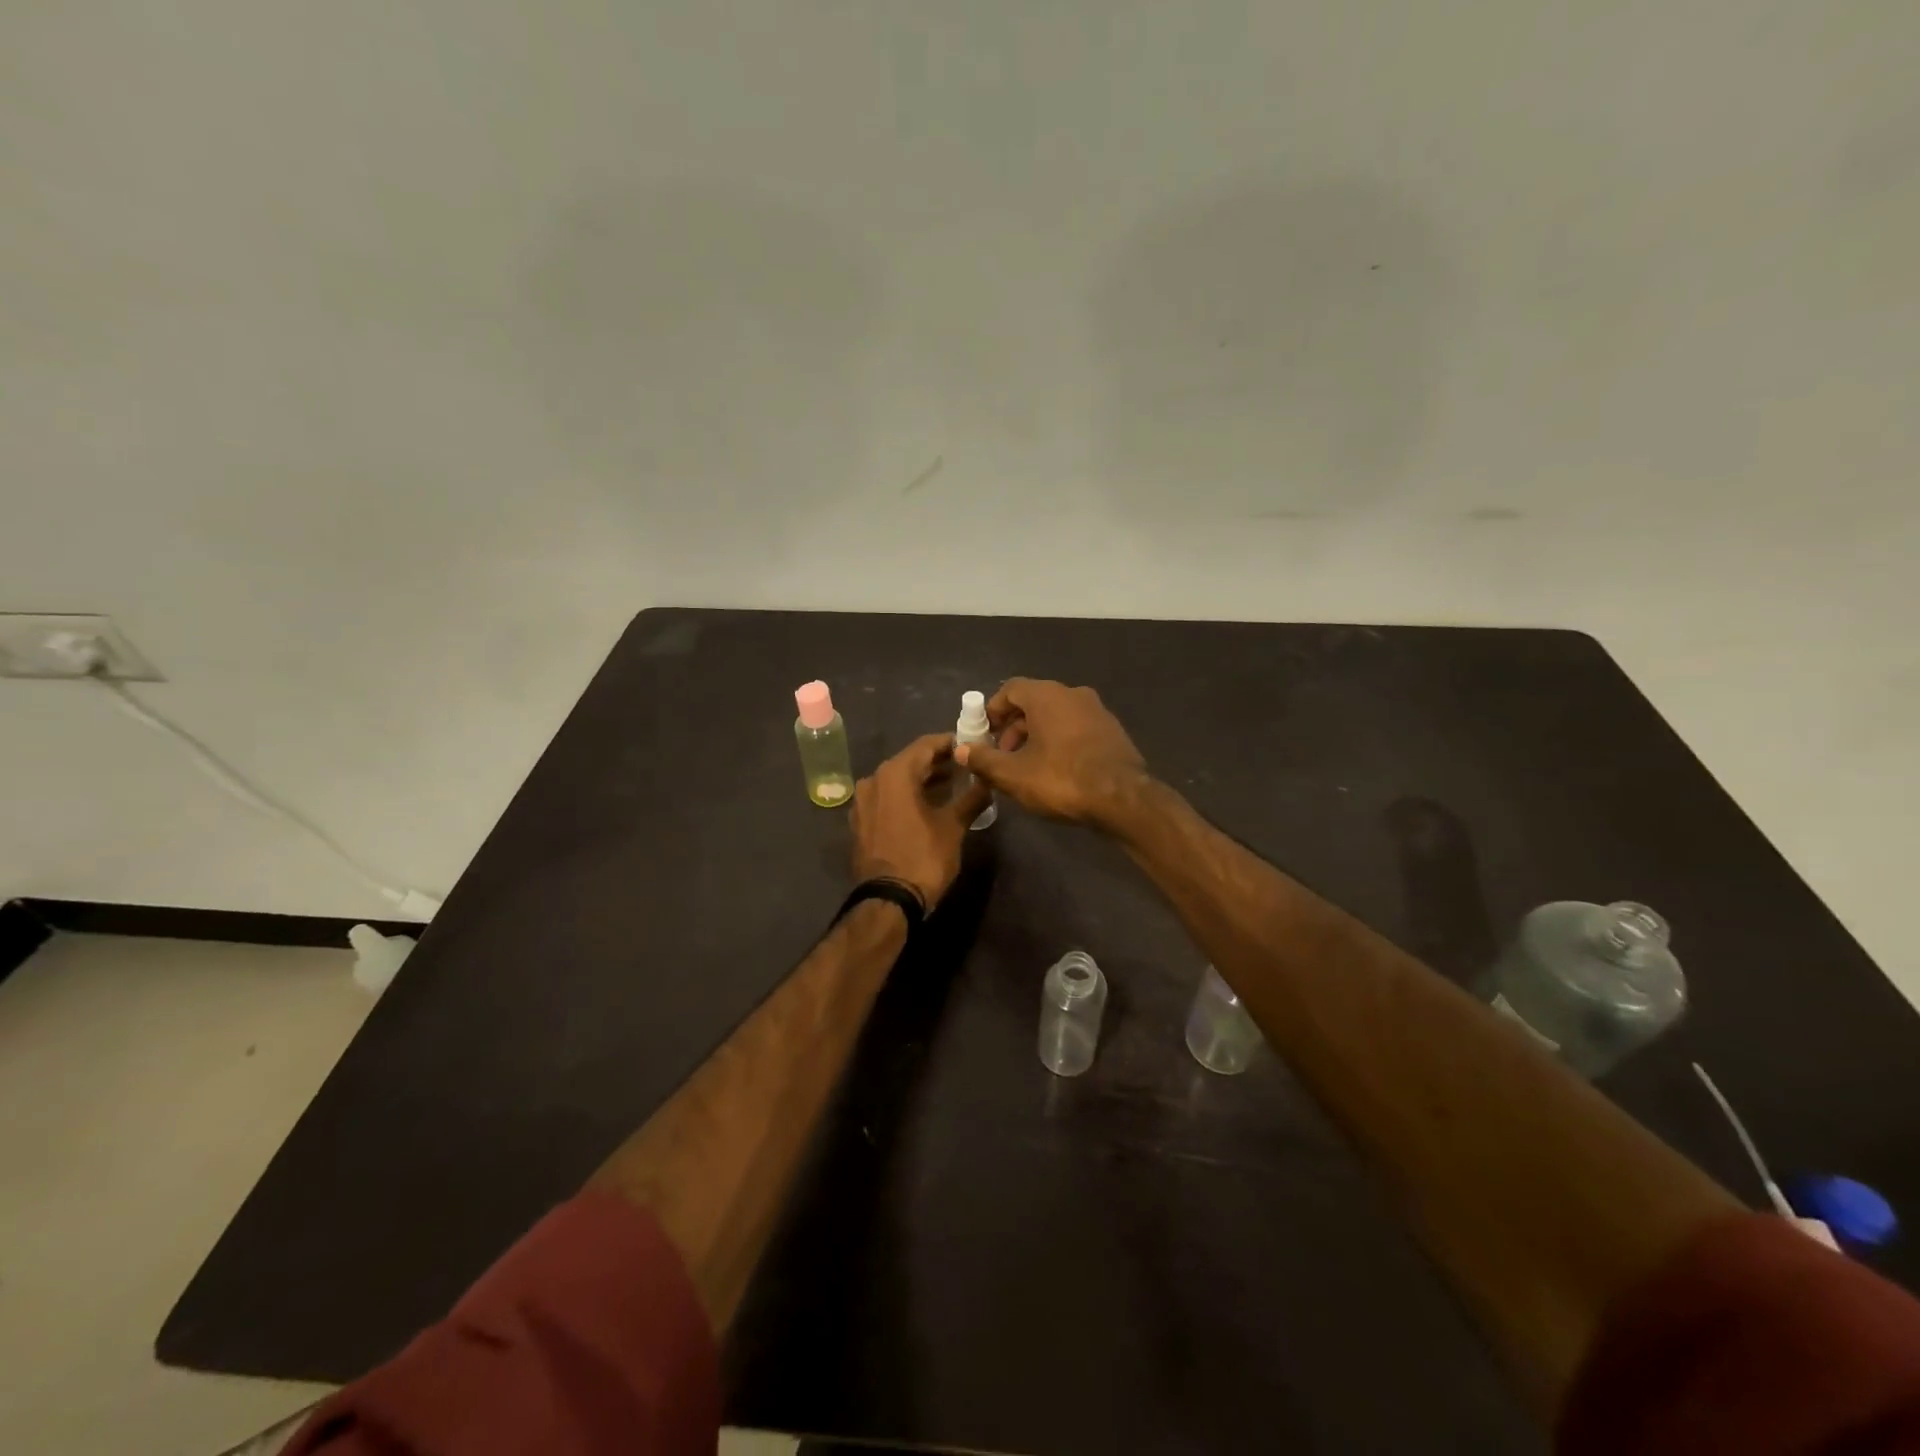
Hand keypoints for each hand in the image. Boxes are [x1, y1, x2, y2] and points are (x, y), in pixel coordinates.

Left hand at [850, 733, 991, 909]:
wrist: (888, 901)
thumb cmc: (923, 857)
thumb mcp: (953, 826)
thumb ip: (972, 798)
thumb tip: (988, 782)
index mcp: (894, 773)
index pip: (926, 745)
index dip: (951, 743)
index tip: (972, 745)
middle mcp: (873, 780)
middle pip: (910, 761)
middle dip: (938, 762)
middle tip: (966, 766)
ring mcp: (863, 801)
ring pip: (898, 780)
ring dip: (923, 780)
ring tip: (953, 785)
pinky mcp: (861, 821)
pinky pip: (887, 798)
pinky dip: (907, 796)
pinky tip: (928, 805)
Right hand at [952, 678, 1147, 828]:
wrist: (1122, 798)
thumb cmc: (1061, 779)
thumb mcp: (1013, 774)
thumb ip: (983, 760)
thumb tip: (961, 750)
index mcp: (1047, 696)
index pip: (1011, 689)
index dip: (993, 710)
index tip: (984, 734)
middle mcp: (1073, 694)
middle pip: (1034, 702)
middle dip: (1013, 727)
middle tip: (1002, 755)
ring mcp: (1097, 710)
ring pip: (1056, 715)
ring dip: (1036, 735)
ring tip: (1027, 766)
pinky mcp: (1112, 730)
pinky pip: (1076, 727)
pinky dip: (1060, 740)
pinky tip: (1056, 769)